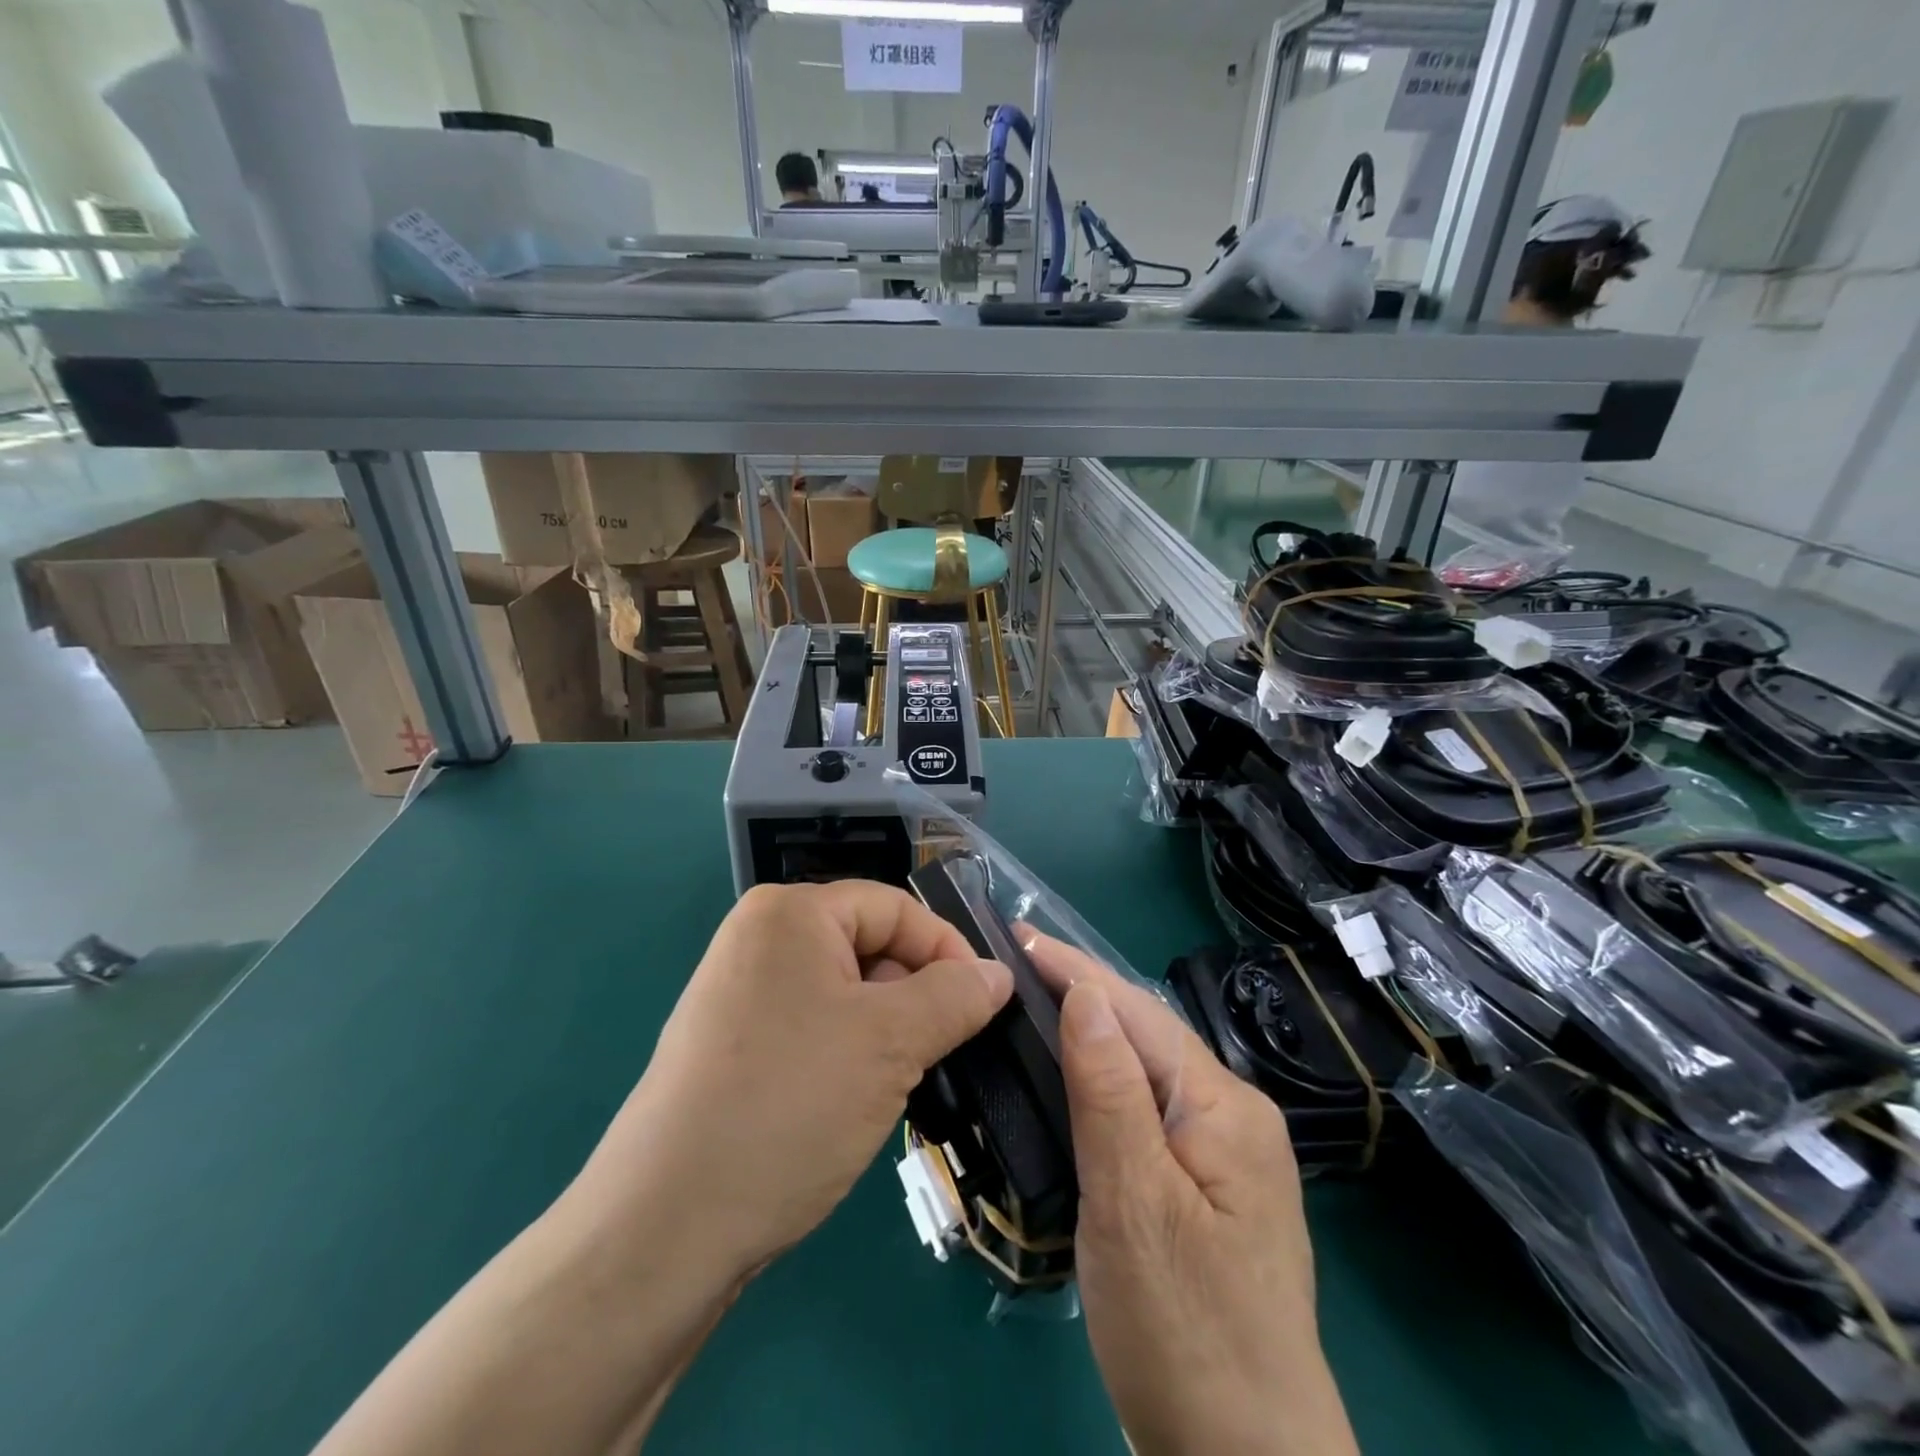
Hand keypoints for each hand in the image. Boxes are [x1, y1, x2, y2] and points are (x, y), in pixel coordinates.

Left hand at [570, 881, 1013, 1281]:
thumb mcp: (891, 1043)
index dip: (947, 950)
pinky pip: (813, 1025)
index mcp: (790, 913)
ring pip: (845, 992)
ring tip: (898, 1083)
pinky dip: (848, 1052)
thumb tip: (998, 974)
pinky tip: (853, 1101)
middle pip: (868, 946)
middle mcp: (759, 939)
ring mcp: (739, 992)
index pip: (895, 907)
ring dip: (885, 1030)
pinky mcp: (732, 1043)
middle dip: (914, 995)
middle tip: (939, 1052)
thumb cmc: (789, 1105)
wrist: (664, 1227)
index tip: (985, 1005)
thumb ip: (955, 997)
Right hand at [1024, 932, 1358, 1455]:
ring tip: (1034, 1002)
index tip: (1020, 935)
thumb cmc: (1184, 1332)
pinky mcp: (1203, 1190)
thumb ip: (1110, 1090)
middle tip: (1015, 963)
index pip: (1138, 1013)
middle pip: (1146, 1035)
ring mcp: (1222, 1156)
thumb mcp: (1134, 1203)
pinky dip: (1102, 1081)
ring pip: (1145, 1071)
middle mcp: (1233, 1116)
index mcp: (1225, 1107)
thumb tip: (1086, 994)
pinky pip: (1145, 1110)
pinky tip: (1072, 1077)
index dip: (1076, 970)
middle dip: (1082, 992)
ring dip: (1090, 1032)